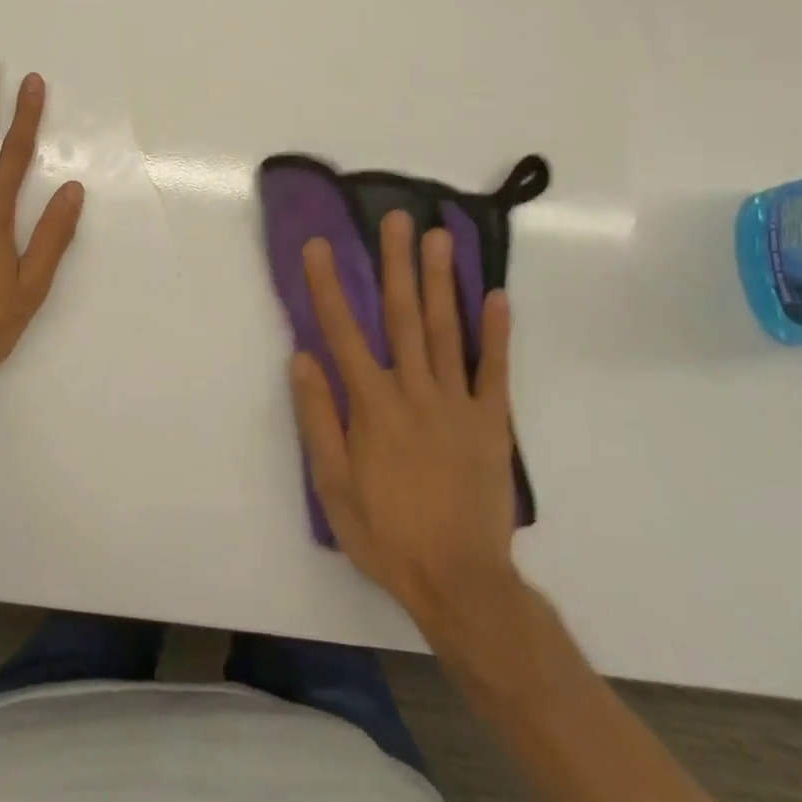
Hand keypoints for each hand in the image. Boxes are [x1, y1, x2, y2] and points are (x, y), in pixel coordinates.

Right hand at [289, 212, 527, 642]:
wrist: (461, 582)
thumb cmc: (386, 533)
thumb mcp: (332, 484)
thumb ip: (318, 417)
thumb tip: (303, 357)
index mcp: (372, 404)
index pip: (343, 332)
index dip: (328, 285)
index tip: (321, 245)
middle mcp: (414, 390)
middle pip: (402, 316)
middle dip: (396, 263)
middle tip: (397, 218)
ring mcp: (457, 403)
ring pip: (447, 331)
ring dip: (442, 281)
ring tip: (441, 237)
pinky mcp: (492, 422)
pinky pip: (495, 371)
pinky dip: (497, 333)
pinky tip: (497, 295)